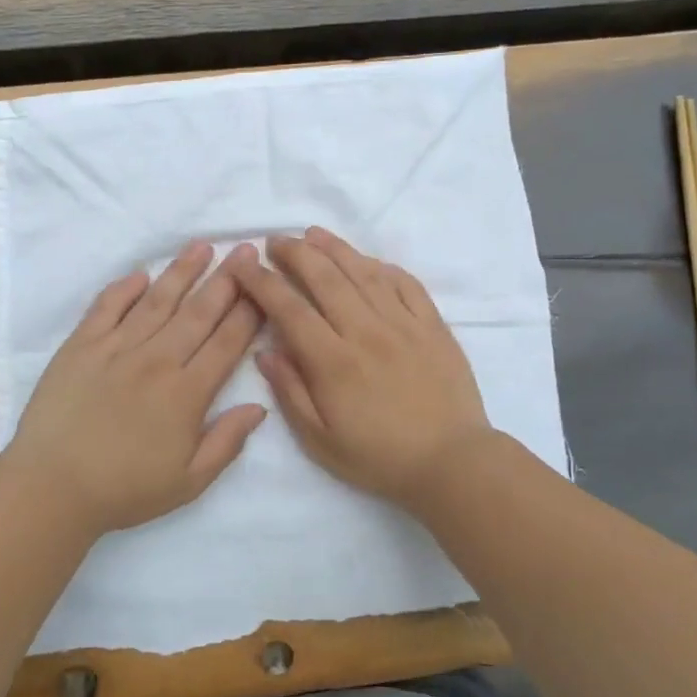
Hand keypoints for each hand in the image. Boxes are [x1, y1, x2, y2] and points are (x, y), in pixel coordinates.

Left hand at [5, 241, 267, 537]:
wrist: (53, 488)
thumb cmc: (125, 490)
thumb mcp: (189, 482)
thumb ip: (227, 442)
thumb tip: (259, 407)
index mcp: (186, 394)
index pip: (226, 343)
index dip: (248, 313)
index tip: (263, 287)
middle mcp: (156, 361)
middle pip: (198, 313)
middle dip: (226, 281)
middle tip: (244, 251)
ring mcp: (116, 349)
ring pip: (157, 302)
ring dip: (181, 272)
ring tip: (201, 247)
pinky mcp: (80, 346)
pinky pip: (106, 307)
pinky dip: (124, 289)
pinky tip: (141, 275)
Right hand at [224, 228, 494, 509]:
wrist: (452, 463)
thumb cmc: (379, 458)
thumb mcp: (320, 440)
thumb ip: (290, 392)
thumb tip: (264, 351)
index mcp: (334, 362)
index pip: (289, 309)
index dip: (262, 282)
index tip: (243, 264)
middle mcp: (366, 332)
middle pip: (325, 278)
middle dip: (295, 253)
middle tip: (276, 241)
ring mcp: (404, 324)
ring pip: (364, 273)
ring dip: (335, 249)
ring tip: (313, 233)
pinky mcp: (433, 326)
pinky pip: (406, 284)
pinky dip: (383, 267)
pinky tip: (368, 261)